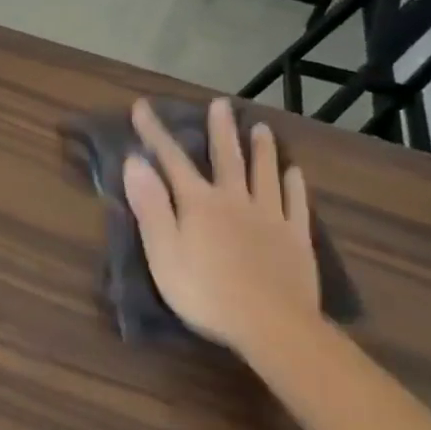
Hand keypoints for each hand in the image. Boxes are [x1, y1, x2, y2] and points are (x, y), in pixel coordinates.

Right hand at [123, 98, 320, 356]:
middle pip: (227, 158)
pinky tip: (295, 172)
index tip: (143, 107)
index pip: (172, 160)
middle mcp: (235, 200)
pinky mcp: (295, 238)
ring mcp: (270, 217)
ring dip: (261, 149)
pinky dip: (294, 185)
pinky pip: (295, 204)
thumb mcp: (162, 251)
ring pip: (265, 174)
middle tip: (220, 104)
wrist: (271, 325)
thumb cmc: (204, 291)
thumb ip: (150, 205)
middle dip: (219, 130)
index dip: (155, 133)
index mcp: (198, 203)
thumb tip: (135, 161)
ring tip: (260, 127)